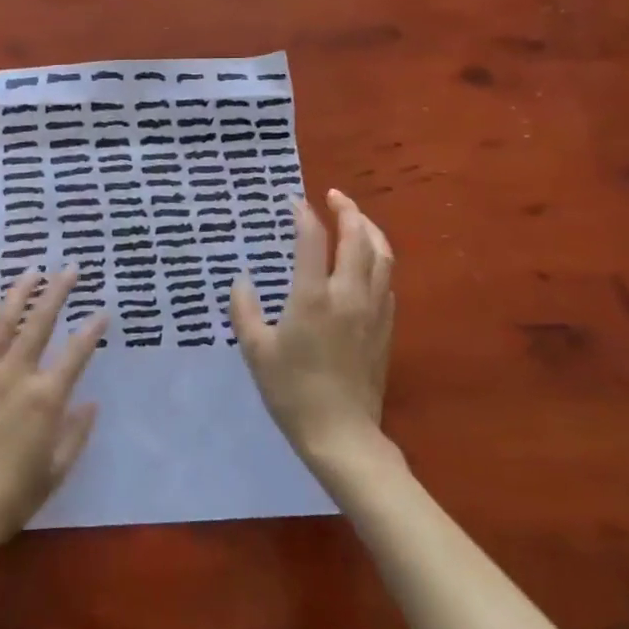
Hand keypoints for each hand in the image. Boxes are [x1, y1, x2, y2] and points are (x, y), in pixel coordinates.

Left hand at [0, 268, 107, 552]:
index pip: (76, 353)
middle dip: (58, 292)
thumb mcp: (56, 470)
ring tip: (31, 272)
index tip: (103, 312)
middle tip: (71, 269)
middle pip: (40, 323)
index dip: (92, 330)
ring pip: (2, 322)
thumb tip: (91, 403)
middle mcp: (16, 375)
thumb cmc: (12, 496)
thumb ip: (76, 433)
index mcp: (46, 398)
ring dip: (18, 294)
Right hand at [230, 189, 394, 467]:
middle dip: (348, 210)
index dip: (304, 215)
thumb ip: (245, 310)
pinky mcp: (386, 326)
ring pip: (382, 255)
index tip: (295, 202)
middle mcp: (348, 294)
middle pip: (357, 237)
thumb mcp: (256, 350)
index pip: (313, 239)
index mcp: (313, 297)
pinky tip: (367, 264)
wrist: (341, 433)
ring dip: (370, 229)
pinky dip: (378, 260)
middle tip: (334, 196)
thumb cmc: (291, 391)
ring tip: (357, 219)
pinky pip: (387, 281)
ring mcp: (372, 310)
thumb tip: (242, 281)